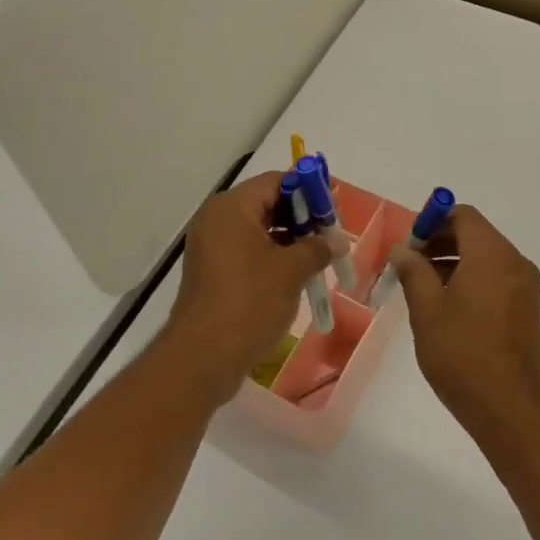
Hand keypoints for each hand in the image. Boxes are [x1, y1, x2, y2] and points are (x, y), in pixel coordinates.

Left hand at [160, 172, 329, 402]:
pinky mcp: (213, 272)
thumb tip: (337, 241)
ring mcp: (212, 246)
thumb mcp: (291, 271)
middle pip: (267, 203)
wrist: (202, 358)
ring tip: (320, 257)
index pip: (276, 182)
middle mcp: (217, 219)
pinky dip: (273, 256)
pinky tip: (297, 274)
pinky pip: (248, 251)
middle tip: (331, 234)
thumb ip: (317, 248)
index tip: (334, 207)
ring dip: (290, 239)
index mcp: (232, 207)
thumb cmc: (248, 303)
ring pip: (259, 230)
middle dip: (301, 217)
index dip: (308, 190)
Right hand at [389, 206, 539, 445]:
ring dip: (453, 262)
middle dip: (440, 242)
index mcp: (492, 255)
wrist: (511, 411)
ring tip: (423, 289)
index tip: (408, 246)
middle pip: (475, 234)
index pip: (462, 215)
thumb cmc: (463, 355)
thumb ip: (413, 271)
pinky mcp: (528, 309)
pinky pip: (496, 277)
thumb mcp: (427, 310)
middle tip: (409, 266)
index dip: (432, 222)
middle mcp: (515, 262)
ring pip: (485, 257)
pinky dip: (471, 279)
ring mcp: (526, 286)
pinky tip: (448, 307)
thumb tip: (403, 249)